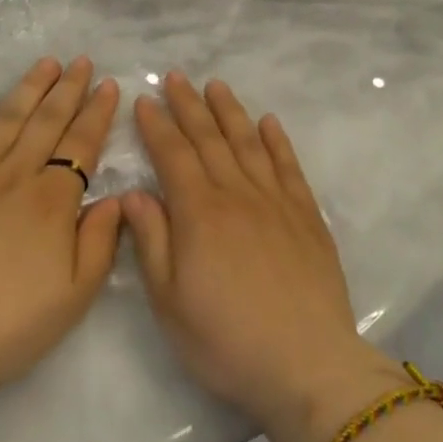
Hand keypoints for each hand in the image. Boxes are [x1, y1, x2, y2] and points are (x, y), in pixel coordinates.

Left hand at [0, 57, 122, 401]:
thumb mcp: (72, 298)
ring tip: (47, 63)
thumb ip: (99, 244)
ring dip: (30, 87)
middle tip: (83, 61)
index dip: (97, 113)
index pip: (82, 144)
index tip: (109, 85)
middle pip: (48, 121)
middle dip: (69, 88)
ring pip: (9, 117)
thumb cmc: (3, 325)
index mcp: (52, 201)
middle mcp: (16, 174)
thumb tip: (117, 199)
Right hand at [122, 73, 405, 441]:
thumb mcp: (170, 302)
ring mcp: (275, 200)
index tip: (145, 100)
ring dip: (229, 111)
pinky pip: (288, 165)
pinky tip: (269, 121)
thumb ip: (151, 241)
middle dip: (188, 105)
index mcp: (199, 213)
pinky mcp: (306, 214)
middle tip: (175, 77)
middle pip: (208, 138)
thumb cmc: (227, 340)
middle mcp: (236, 193)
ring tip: (215, 85)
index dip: (157, 126)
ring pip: (247, 142)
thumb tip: (135, 193)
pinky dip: (277, 140)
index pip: (173, 155)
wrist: (308, 365)